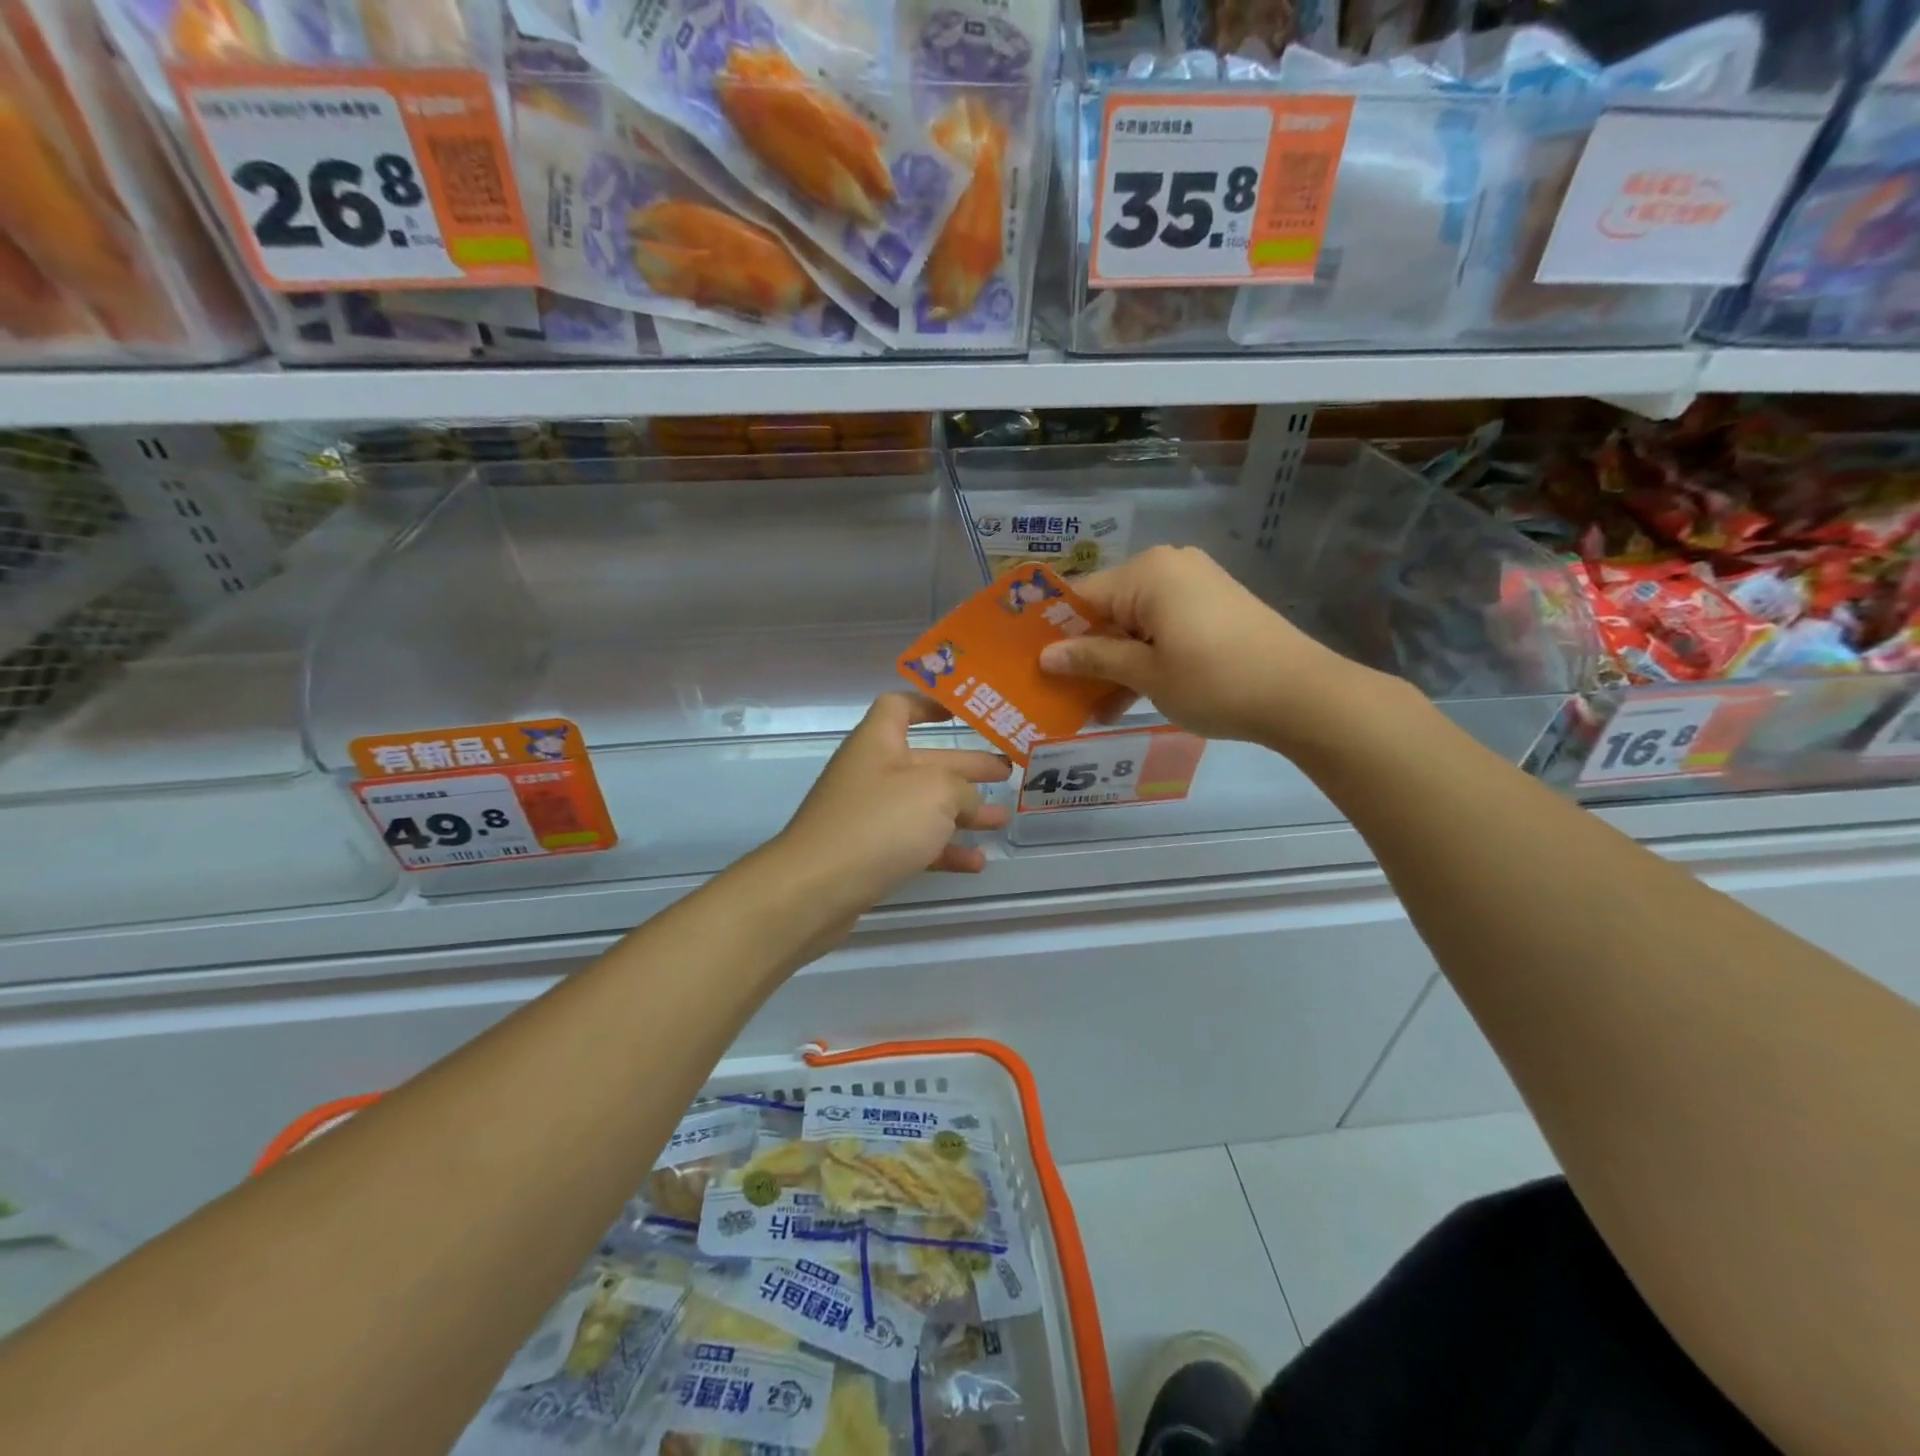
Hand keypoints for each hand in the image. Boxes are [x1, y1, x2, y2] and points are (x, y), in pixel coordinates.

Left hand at [770, 694, 1012, 914]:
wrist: (815, 889)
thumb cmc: (878, 824)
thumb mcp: (936, 794)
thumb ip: (962, 789)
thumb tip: (967, 802)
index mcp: (878, 743)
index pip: (900, 706)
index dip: (929, 704)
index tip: (961, 713)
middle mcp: (872, 774)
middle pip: (925, 761)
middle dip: (967, 767)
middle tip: (1007, 772)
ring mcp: (868, 816)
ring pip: (924, 806)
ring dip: (963, 812)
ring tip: (1001, 820)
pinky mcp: (869, 854)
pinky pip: (914, 844)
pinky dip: (944, 850)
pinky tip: (976, 863)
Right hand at [1038, 545, 1372, 747]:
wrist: (1302, 695)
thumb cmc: (1215, 681)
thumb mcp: (1146, 673)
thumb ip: (1093, 658)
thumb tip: (1045, 656)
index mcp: (1147, 573)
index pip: (1081, 597)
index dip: (1053, 632)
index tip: (1030, 665)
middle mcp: (1169, 567)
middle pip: (1107, 609)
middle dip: (1085, 652)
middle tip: (1059, 693)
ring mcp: (1194, 585)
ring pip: (1134, 623)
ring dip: (1114, 662)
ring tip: (1092, 707)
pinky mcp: (1213, 607)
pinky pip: (1161, 628)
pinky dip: (1144, 658)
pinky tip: (1128, 697)